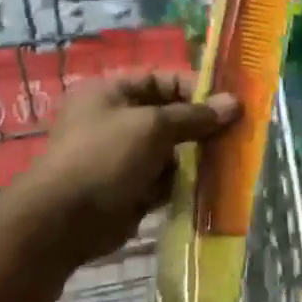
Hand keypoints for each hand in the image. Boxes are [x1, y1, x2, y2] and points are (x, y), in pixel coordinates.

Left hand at [25, 73, 238, 262]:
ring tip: (228, 160)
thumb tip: (235, 103)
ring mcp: (122, 156)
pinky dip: (183, 182)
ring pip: (171, 150)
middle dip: (201, 125)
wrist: (64, 221)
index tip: (230, 102)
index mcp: (111, 92)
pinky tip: (210, 185)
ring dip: (196, 156)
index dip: (196, 88)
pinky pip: (165, 179)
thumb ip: (194, 115)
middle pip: (169, 116)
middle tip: (237, 133)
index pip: (162, 80)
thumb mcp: (153, 126)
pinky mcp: (130, 188)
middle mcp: (116, 120)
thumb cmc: (105, 157)